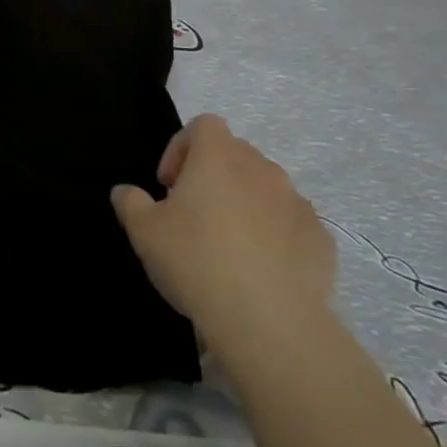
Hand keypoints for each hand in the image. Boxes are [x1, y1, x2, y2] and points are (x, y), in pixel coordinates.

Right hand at [112, 114, 334, 352]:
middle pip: (235, 155)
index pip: (204, 125)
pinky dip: (274, 235)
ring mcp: (297, 203)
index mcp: (219, 157)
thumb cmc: (196, 261)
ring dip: (245, 204)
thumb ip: (131, 202)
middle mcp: (262, 169)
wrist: (269, 321)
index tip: (169, 185)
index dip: (181, 147)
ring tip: (228, 245)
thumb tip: (126, 191)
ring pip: (265, 189)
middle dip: (213, 176)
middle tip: (193, 214)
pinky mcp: (320, 238)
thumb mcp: (144, 232)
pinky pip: (291, 224)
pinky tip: (259, 270)